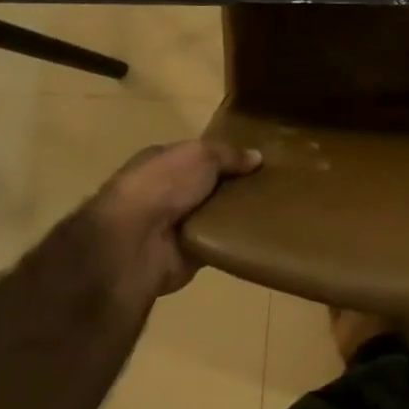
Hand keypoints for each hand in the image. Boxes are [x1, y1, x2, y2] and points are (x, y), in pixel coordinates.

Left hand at [94, 140, 260, 298]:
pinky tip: (260, 233)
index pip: (198, 155)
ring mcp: (175, 225)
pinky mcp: (186, 254)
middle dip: (235, 185)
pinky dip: (234, 240)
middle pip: (209, 185)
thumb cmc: (163, 184)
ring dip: (236, 214)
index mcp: (162, 162)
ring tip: (273, 208)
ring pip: (215, 215)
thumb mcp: (201, 154)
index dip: (225, 155)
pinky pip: (218, 243)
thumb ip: (230, 154)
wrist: (134, 242)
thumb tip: (257, 157)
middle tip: (272, 183)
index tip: (256, 159)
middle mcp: (167, 192)